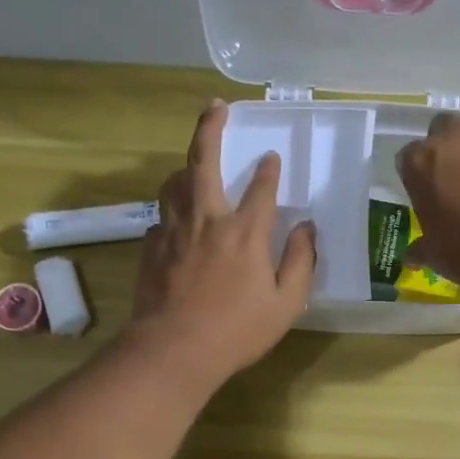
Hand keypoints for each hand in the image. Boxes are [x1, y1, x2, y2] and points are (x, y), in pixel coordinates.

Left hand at [130, 100, 316, 386]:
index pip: (261, 188)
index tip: (272, 157)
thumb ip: (300, 262)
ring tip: (194, 165)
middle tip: (215, 107)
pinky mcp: (151, 248)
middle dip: (210, 129)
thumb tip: (308, 229)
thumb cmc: (236, 331)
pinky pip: (162, 218)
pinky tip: (178, 223)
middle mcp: (207, 220)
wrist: (173, 351)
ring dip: (186, 168)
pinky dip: (172, 211)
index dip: (269, 170)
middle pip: (203, 162)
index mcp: (244, 232)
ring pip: (174, 183)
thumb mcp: (285, 303)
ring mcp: (173, 232)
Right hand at [397, 105, 459, 295]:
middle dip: (446, 144)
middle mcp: (452, 136)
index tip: (426, 191)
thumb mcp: (435, 254)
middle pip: (441, 127)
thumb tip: (410, 257)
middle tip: (455, 173)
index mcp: (420, 162)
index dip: (416, 173)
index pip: (407, 156)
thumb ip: (420, 248)